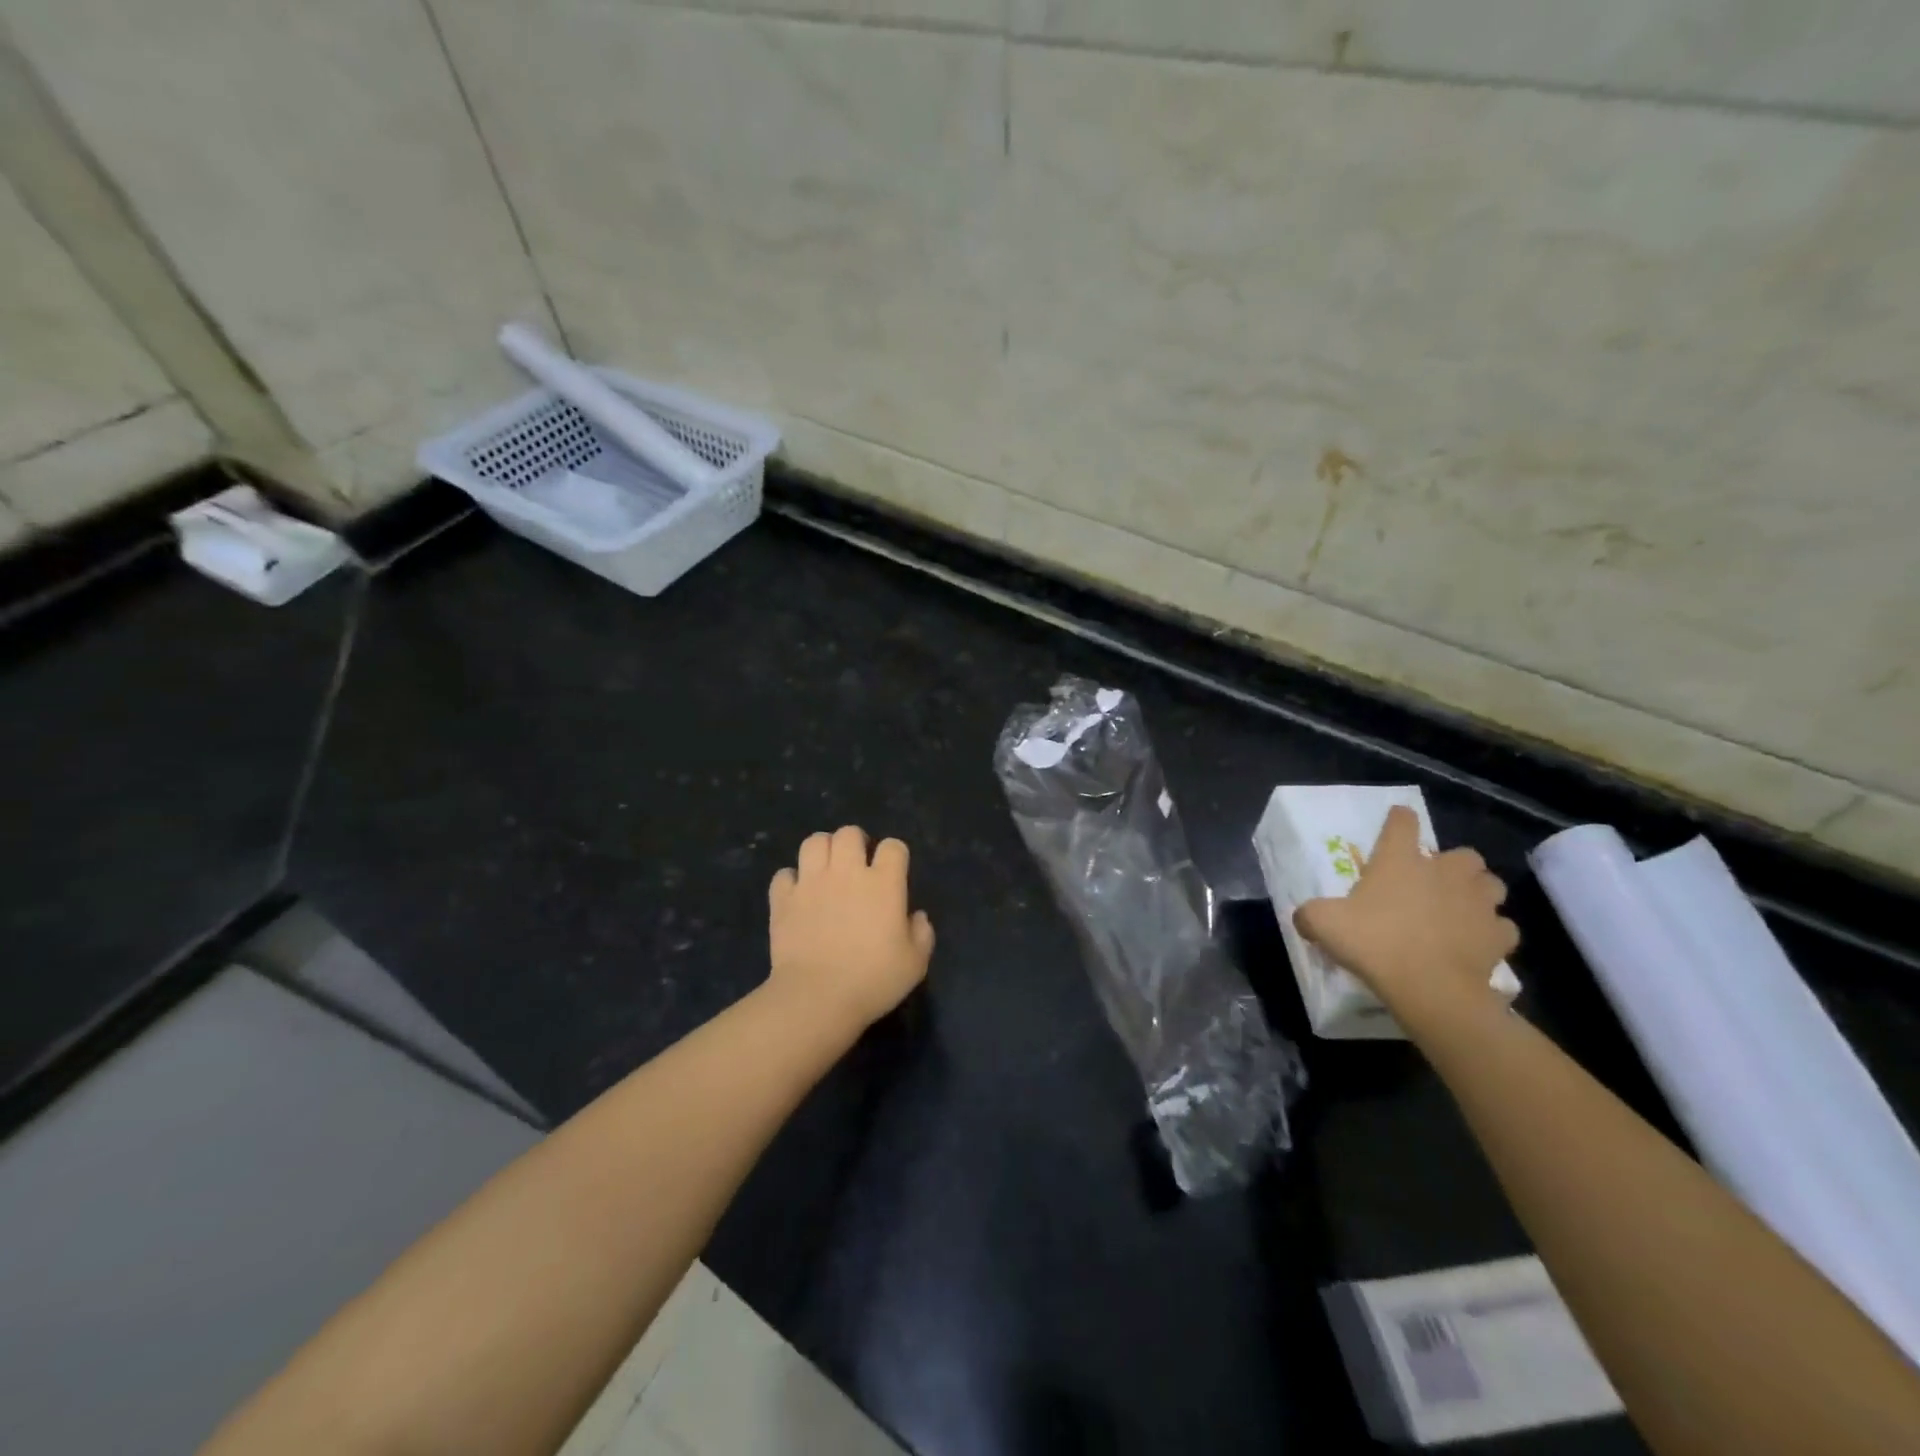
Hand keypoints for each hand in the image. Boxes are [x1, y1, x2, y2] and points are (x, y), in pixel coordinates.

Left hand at [768, 826, 935, 1032]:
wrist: (817, 998)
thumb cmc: (873, 980)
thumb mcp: (915, 963)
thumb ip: (922, 934)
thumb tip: (916, 916)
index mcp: (883, 883)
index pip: (893, 846)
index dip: (895, 855)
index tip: (893, 872)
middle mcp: (847, 873)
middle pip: (849, 833)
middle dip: (855, 842)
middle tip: (857, 864)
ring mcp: (811, 883)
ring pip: (814, 842)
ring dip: (823, 851)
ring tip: (826, 869)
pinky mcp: (783, 899)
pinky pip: (784, 875)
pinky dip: (791, 881)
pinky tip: (798, 895)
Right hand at [1294, 805, 1516, 1024]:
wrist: (1430, 988)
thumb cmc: (1375, 943)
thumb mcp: (1323, 924)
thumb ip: (1310, 915)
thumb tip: (1303, 918)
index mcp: (1400, 860)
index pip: (1402, 823)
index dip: (1399, 820)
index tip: (1397, 822)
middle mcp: (1444, 872)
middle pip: (1463, 854)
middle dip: (1453, 865)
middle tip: (1435, 882)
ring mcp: (1478, 903)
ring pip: (1491, 885)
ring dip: (1478, 892)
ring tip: (1462, 908)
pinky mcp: (1498, 936)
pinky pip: (1502, 927)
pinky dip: (1492, 931)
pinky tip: (1477, 942)